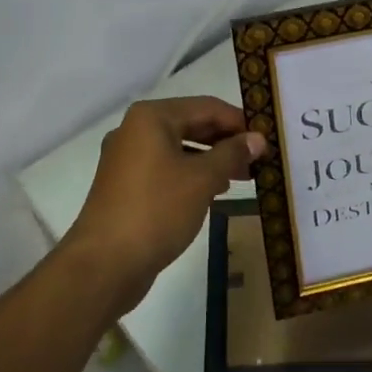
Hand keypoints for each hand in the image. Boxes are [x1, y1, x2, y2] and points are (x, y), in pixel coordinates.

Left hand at [67, 96, 263, 310]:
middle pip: (192, 125)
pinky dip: (191, 175)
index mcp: (151, 117)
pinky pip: (166, 169)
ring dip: (211, 160)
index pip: (207, 107)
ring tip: (243, 178)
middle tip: (258, 161)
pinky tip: (213, 192)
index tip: (267, 141)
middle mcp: (135, 130)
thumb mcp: (202, 179)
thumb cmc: (156, 211)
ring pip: (179, 149)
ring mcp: (127, 159)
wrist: (104, 265)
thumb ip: (232, 154)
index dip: (239, 122)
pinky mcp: (125, 186)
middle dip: (226, 142)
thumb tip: (257, 138)